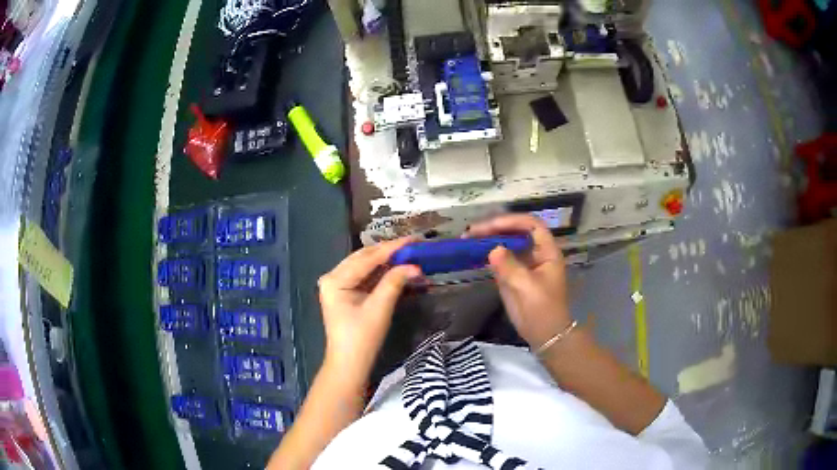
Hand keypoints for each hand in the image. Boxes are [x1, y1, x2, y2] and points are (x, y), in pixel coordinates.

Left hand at [317, 238, 421, 379]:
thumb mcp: (379, 309)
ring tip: (409, 254)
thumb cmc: (361, 338)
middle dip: (389, 251)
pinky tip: (397, 267)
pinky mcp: (346, 293)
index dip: (391, 248)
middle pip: (364, 258)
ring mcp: (338, 285)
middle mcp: (333, 277)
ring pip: (366, 266)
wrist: (350, 364)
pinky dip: (382, 273)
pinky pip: (366, 276)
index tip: (413, 240)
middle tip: (414, 245)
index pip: (366, 258)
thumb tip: (415, 266)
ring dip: (387, 261)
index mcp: (335, 279)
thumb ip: (394, 282)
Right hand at [466, 214, 571, 348]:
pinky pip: (502, 259)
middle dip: (495, 228)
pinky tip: (475, 254)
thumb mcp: (526, 288)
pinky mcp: (516, 275)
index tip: (490, 226)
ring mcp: (526, 264)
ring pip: (508, 243)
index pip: (531, 225)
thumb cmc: (542, 310)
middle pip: (517, 231)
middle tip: (471, 232)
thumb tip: (493, 249)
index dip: (512, 221)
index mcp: (547, 252)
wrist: (545, 336)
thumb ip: (509, 267)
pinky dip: (489, 254)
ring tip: (468, 240)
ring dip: (489, 239)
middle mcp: (536, 253)